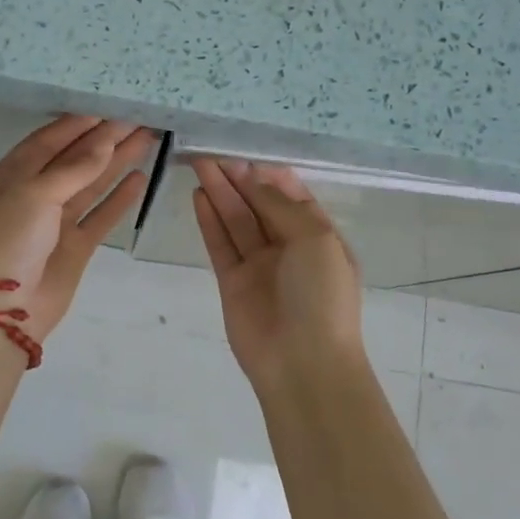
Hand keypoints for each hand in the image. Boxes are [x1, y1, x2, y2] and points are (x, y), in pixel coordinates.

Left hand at [0, 116, 155, 340]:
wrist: (2, 313)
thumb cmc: (8, 242)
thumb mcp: (34, 195)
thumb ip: (73, 168)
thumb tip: (105, 141)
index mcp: (9, 177)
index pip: (47, 141)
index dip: (78, 124)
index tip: (109, 107)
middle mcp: (32, 195)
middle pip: (73, 160)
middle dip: (104, 139)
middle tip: (137, 118)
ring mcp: (55, 222)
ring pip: (90, 185)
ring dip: (116, 162)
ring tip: (147, 138)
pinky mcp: (75, 246)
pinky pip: (100, 216)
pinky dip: (119, 198)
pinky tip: (140, 178)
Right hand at [192, 159, 365, 389]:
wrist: (303, 363)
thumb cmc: (321, 296)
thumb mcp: (315, 239)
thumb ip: (281, 206)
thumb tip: (255, 180)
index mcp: (319, 237)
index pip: (292, 197)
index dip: (269, 175)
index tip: (246, 155)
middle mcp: (289, 248)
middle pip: (260, 205)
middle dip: (239, 180)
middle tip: (214, 155)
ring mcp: (259, 266)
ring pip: (237, 221)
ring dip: (220, 193)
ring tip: (200, 165)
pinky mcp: (232, 283)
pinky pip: (220, 244)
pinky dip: (210, 220)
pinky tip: (198, 196)